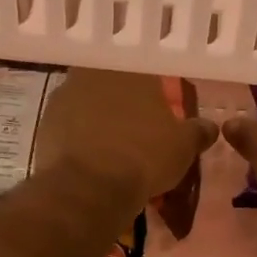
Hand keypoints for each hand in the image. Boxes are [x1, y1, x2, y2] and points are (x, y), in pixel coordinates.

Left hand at [35, 68, 217, 204]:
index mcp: (132, 68)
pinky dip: (79, 139)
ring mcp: (65, 96)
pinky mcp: (45, 124)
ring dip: (98, 120)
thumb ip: (198, 131)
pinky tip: (90, 160)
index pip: (146, 72)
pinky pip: (69, 127)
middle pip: (113, 85)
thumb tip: (210, 126)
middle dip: (123, 104)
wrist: (90, 187)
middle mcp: (95, 72)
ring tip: (111, 148)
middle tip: (135, 130)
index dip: (153, 92)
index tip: (157, 111)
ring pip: (88, 104)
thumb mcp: (183, 147)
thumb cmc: (144, 157)